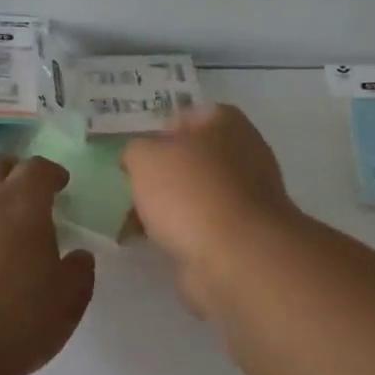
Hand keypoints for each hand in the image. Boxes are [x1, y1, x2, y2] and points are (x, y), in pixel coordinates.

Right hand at [122, 105, 300, 316]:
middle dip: (159, 175)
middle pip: (189, 158)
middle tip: (128, 189)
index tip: (131, 157)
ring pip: (194, 194)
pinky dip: (179, 233)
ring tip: (130, 221)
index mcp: (225, 122)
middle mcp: (243, 153)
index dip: (154, 134)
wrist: (236, 256)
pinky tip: (152, 243)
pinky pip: (201, 226)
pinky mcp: (242, 233)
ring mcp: (246, 196)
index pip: (184, 117)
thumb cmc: (190, 192)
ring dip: (166, 206)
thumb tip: (138, 160)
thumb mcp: (145, 158)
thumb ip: (135, 151)